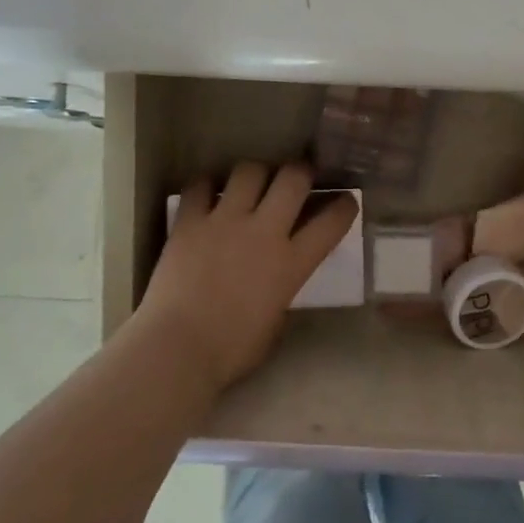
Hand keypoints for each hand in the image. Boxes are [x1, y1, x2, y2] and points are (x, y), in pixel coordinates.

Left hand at [134, 162, 359, 391]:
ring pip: (249, 171)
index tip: (346, 201)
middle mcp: (263, 231)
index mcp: (291, 263)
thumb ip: (282, 292)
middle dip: (301, 172)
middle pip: (293, 178)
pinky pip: (200, 186)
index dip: (345, 206)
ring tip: (251, 182)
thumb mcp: (275, 324)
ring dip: (256, 174)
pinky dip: (206, 186)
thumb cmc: (230, 351)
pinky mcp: (189, 222)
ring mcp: (224, 221)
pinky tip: (208, 194)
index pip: (332, 222)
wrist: (177, 348)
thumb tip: (277, 281)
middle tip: (297, 179)